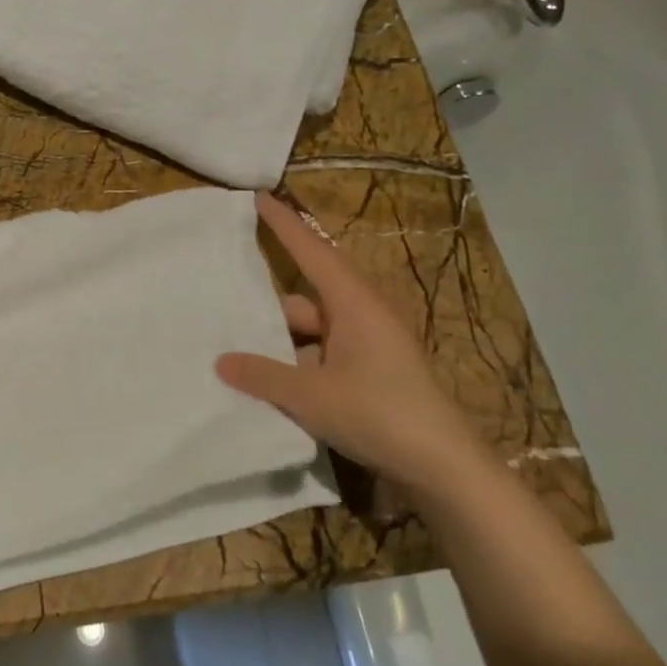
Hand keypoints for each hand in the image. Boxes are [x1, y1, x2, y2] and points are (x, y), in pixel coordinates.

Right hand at [216, 192, 487, 491]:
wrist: (445, 469)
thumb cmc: (380, 414)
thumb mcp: (312, 395)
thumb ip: (263, 375)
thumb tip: (221, 361)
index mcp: (354, 305)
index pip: (313, 252)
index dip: (284, 224)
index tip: (259, 197)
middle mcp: (363, 318)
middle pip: (305, 299)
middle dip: (268, 307)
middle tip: (224, 307)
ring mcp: (368, 348)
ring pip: (312, 332)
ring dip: (282, 344)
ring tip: (237, 356)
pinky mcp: (371, 375)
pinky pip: (322, 356)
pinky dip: (297, 365)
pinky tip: (270, 386)